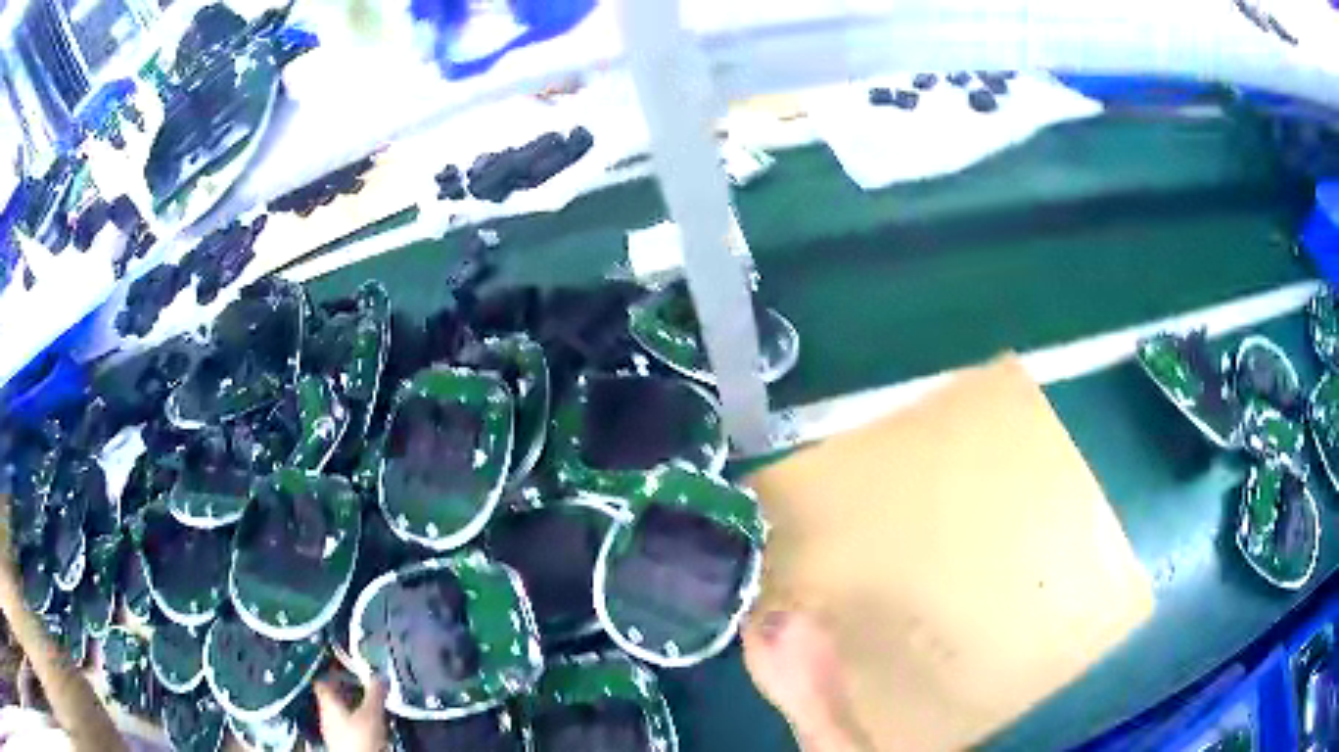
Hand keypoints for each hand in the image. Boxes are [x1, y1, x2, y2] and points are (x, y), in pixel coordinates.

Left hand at [313, 665, 387, 751]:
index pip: (323, 680)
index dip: (334, 672)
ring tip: (373, 706)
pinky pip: (348, 726)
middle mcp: (326, 714)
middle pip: (333, 696)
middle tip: (366, 687)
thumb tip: (379, 675)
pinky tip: (372, 725)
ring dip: (355, 707)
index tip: (349, 668)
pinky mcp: (342, 743)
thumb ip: (375, 693)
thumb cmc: (361, 737)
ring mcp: (333, 730)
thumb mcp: (372, 713)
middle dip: (349, 690)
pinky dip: (358, 721)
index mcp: (327, 702)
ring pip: (341, 712)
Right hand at [742, 611, 865, 751]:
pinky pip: (815, 651)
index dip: (760, 627)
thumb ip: (749, 632)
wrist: (819, 707)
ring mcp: (833, 640)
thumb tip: (745, 617)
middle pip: (792, 623)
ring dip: (792, 646)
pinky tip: (795, 675)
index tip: (753, 642)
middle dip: (778, 634)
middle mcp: (821, 622)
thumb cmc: (784, 679)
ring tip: (779, 667)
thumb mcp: (755, 656)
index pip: (774, 612)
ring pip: (805, 637)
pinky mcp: (839, 657)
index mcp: (801, 616)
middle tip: (765, 655)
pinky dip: (805, 658)